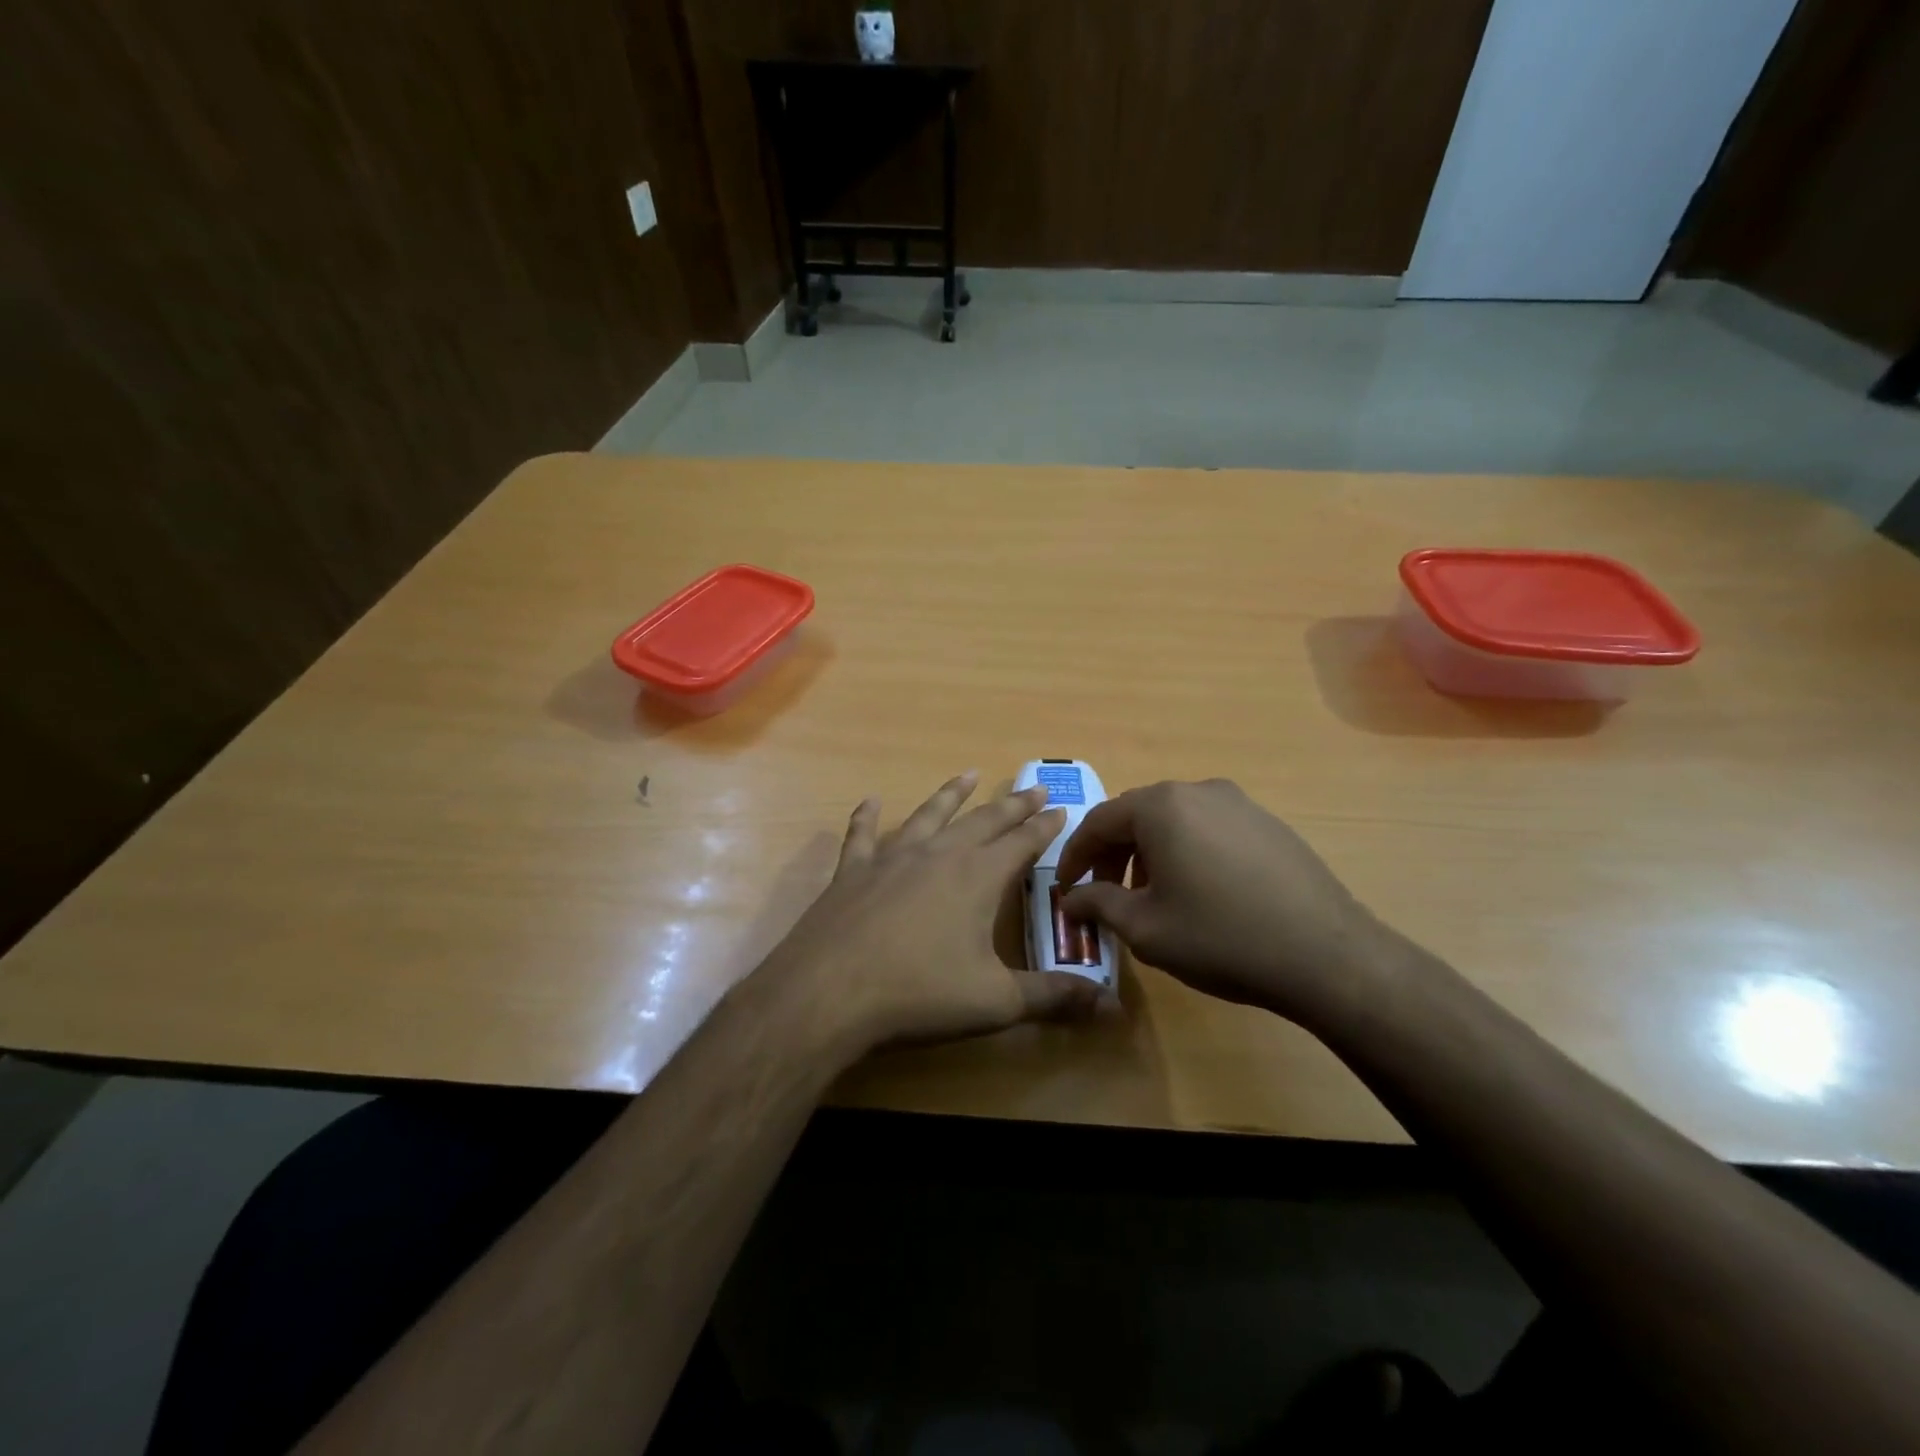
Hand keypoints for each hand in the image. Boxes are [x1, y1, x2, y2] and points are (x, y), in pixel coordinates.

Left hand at [766, 771, 1100, 1053]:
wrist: (830, 992)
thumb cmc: (920, 994)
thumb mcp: (996, 1002)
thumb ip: (1052, 998)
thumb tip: (1108, 1005)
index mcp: (978, 877)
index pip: (1022, 842)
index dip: (1044, 826)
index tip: (1060, 808)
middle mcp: (939, 855)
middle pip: (983, 821)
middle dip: (1012, 804)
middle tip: (1033, 787)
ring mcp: (892, 858)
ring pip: (929, 814)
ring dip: (951, 794)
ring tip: (968, 775)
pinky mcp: (853, 871)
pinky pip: (863, 835)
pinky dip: (867, 817)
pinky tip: (870, 801)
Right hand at [1055, 779, 1394, 1027]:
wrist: (1327, 955)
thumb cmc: (1221, 938)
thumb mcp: (1146, 929)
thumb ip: (1099, 904)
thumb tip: (1071, 899)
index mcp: (1161, 807)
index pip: (1099, 822)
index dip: (1075, 856)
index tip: (1066, 888)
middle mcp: (1198, 791)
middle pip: (1137, 816)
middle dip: (1113, 854)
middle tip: (1105, 894)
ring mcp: (1239, 803)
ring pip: (1175, 821)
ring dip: (1150, 853)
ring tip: (1151, 896)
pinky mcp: (1268, 823)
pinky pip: (1210, 829)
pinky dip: (1187, 852)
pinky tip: (1199, 892)